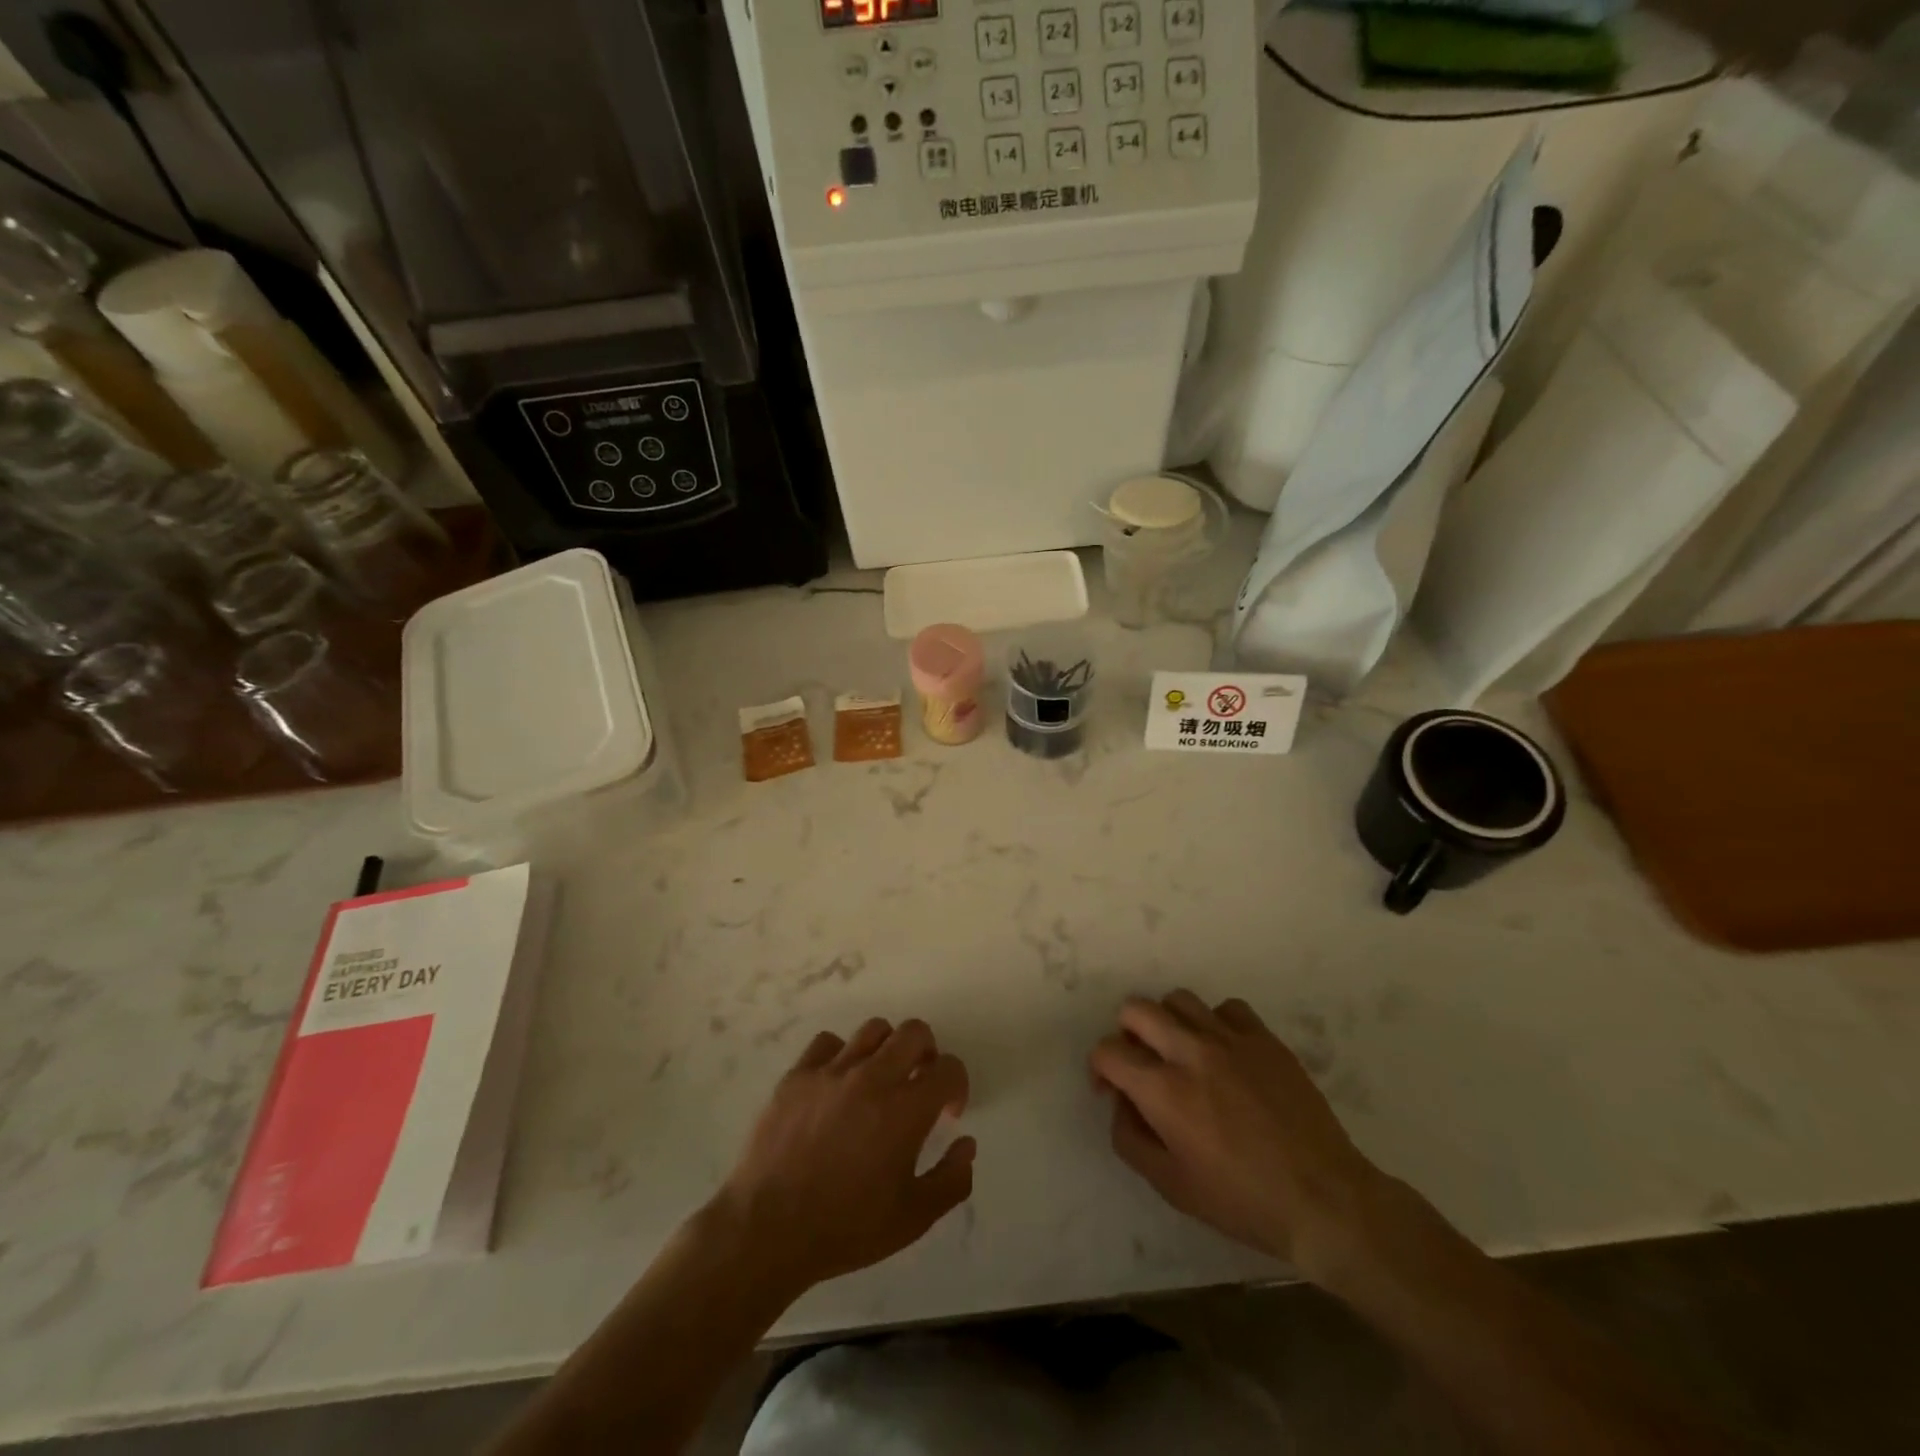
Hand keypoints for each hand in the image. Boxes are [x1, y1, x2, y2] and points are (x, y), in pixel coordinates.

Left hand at [713, 1018, 973, 1293]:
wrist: (766, 1230)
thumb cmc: (845, 1228)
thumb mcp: (912, 1219)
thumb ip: (951, 1180)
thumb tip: (966, 1144)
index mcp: (905, 1110)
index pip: (948, 1068)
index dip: (957, 1084)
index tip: (947, 1111)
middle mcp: (872, 1078)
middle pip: (914, 1032)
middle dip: (927, 1052)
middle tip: (919, 1082)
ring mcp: (831, 1071)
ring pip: (873, 1030)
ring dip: (886, 1049)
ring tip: (879, 1079)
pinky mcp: (798, 1075)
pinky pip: (827, 1043)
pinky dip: (840, 1055)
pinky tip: (837, 1084)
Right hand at [1090, 991, 1380, 1278]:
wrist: (1323, 1199)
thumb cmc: (1242, 1200)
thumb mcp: (1172, 1186)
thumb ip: (1130, 1139)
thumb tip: (1121, 1103)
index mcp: (1163, 1090)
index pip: (1108, 1051)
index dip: (1100, 1067)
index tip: (1112, 1089)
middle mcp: (1190, 1052)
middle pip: (1136, 1009)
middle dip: (1127, 1034)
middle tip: (1142, 1063)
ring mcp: (1230, 1039)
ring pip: (1179, 1000)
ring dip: (1168, 1022)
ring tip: (1181, 1052)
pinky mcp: (1264, 1039)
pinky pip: (1227, 1008)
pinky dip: (1215, 1023)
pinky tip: (1223, 1052)